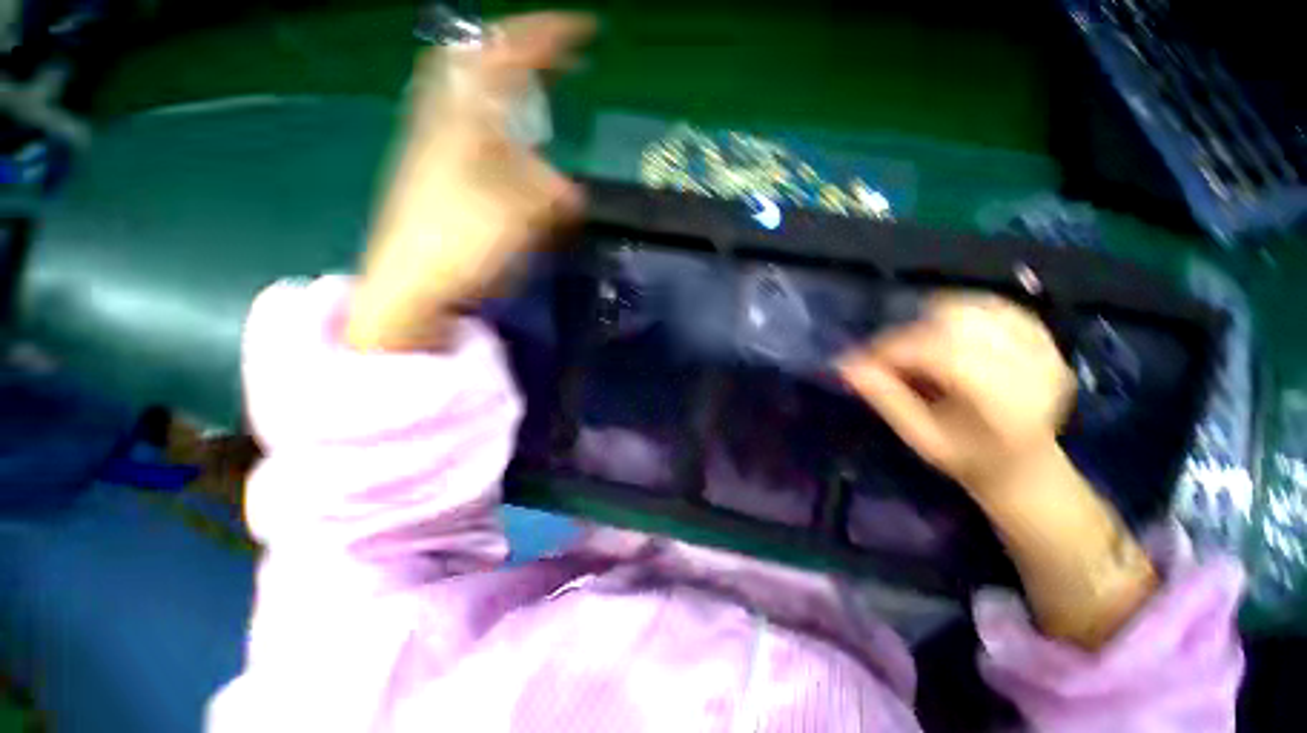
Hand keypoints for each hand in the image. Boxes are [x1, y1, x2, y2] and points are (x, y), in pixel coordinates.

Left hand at [348, 13, 595, 351]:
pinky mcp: (431, 173)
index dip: (548, 35)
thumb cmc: (461, 245)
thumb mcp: (521, 216)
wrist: (408, 285)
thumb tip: (570, 194)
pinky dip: (495, 127)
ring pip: (469, 96)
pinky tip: (510, 151)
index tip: (585, 29)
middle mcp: (443, 120)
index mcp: (466, 120)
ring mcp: (431, 146)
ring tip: (536, 105)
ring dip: (505, 89)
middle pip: (473, 62)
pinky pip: (468, 130)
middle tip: (551, 63)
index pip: (508, 55)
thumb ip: (553, 195)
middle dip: (516, 53)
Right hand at [841, 294, 1157, 647]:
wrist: (1034, 479)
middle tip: (879, 359)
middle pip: (950, 324)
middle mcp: (1022, 369)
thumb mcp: (923, 442)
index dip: (886, 347)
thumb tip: (845, 368)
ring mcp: (1037, 356)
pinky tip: (943, 343)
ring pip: (973, 311)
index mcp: (992, 399)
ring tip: (909, 354)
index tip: (854, 357)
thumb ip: (886, 399)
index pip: (931, 348)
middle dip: (902, 335)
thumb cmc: (975, 471)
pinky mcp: (1038, 349)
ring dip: (929, 325)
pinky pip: (993, 314)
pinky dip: (959, 317)